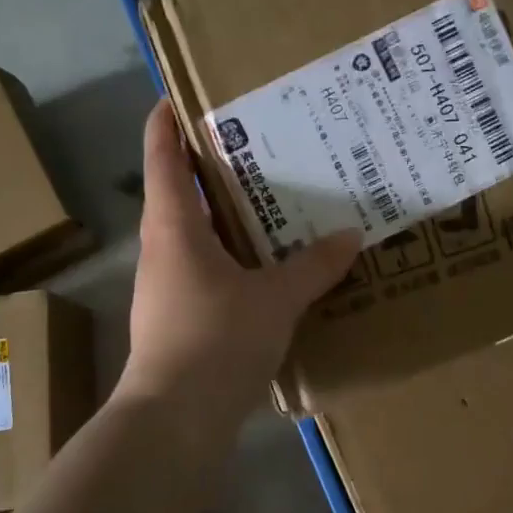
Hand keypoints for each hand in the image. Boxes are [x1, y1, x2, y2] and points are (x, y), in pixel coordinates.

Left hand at [118, 99, 360, 419]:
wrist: (174, 418)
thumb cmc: (216, 340)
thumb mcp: (275, 299)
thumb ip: (313, 266)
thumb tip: (350, 236)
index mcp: (174, 225)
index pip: (161, 156)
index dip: (166, 121)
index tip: (183, 94)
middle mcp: (162, 246)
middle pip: (179, 190)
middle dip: (211, 165)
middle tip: (258, 143)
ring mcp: (165, 283)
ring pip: (193, 231)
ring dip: (223, 212)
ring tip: (270, 199)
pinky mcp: (177, 315)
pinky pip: (204, 266)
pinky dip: (230, 253)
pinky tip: (264, 263)